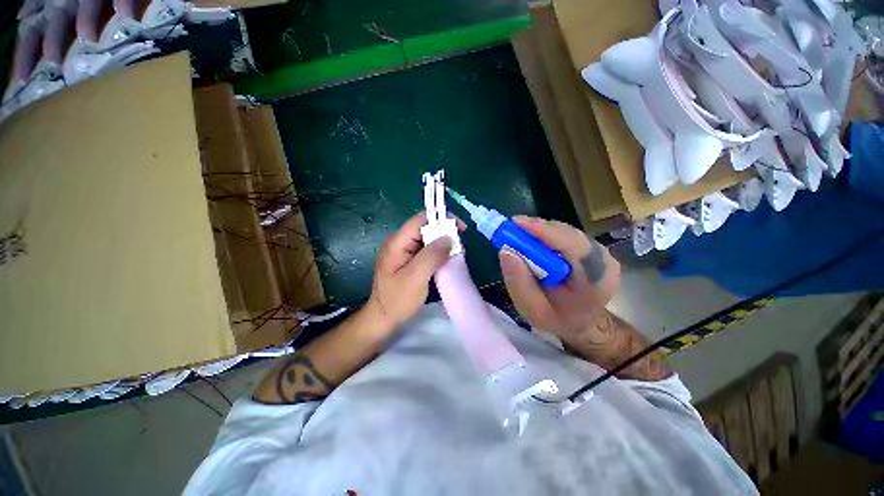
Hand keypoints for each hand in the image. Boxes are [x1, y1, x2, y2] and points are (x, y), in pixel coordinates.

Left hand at [368, 213, 461, 328]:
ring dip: (442, 242)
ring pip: (427, 239)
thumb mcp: (416, 278)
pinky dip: (438, 252)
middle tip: (460, 243)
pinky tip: (447, 259)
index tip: (460, 228)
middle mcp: (400, 243)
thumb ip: (431, 256)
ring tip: (456, 251)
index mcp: (397, 243)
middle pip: (424, 228)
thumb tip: (448, 238)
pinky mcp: (408, 261)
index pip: (420, 220)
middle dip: (444, 231)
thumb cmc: (397, 300)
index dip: (441, 219)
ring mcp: (403, 252)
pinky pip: (426, 250)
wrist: (383, 319)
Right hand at [499, 216, 620, 341]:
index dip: (544, 231)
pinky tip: (533, 244)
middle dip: (537, 230)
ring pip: (565, 231)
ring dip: (539, 233)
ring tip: (519, 239)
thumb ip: (519, 284)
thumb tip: (505, 251)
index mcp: (597, 280)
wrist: (582, 323)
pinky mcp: (592, 247)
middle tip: (510, 231)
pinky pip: (565, 235)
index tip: (515, 223)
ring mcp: (600, 251)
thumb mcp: (533, 310)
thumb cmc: (558, 319)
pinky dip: (546, 236)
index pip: (573, 245)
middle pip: (568, 234)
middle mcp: (604, 260)